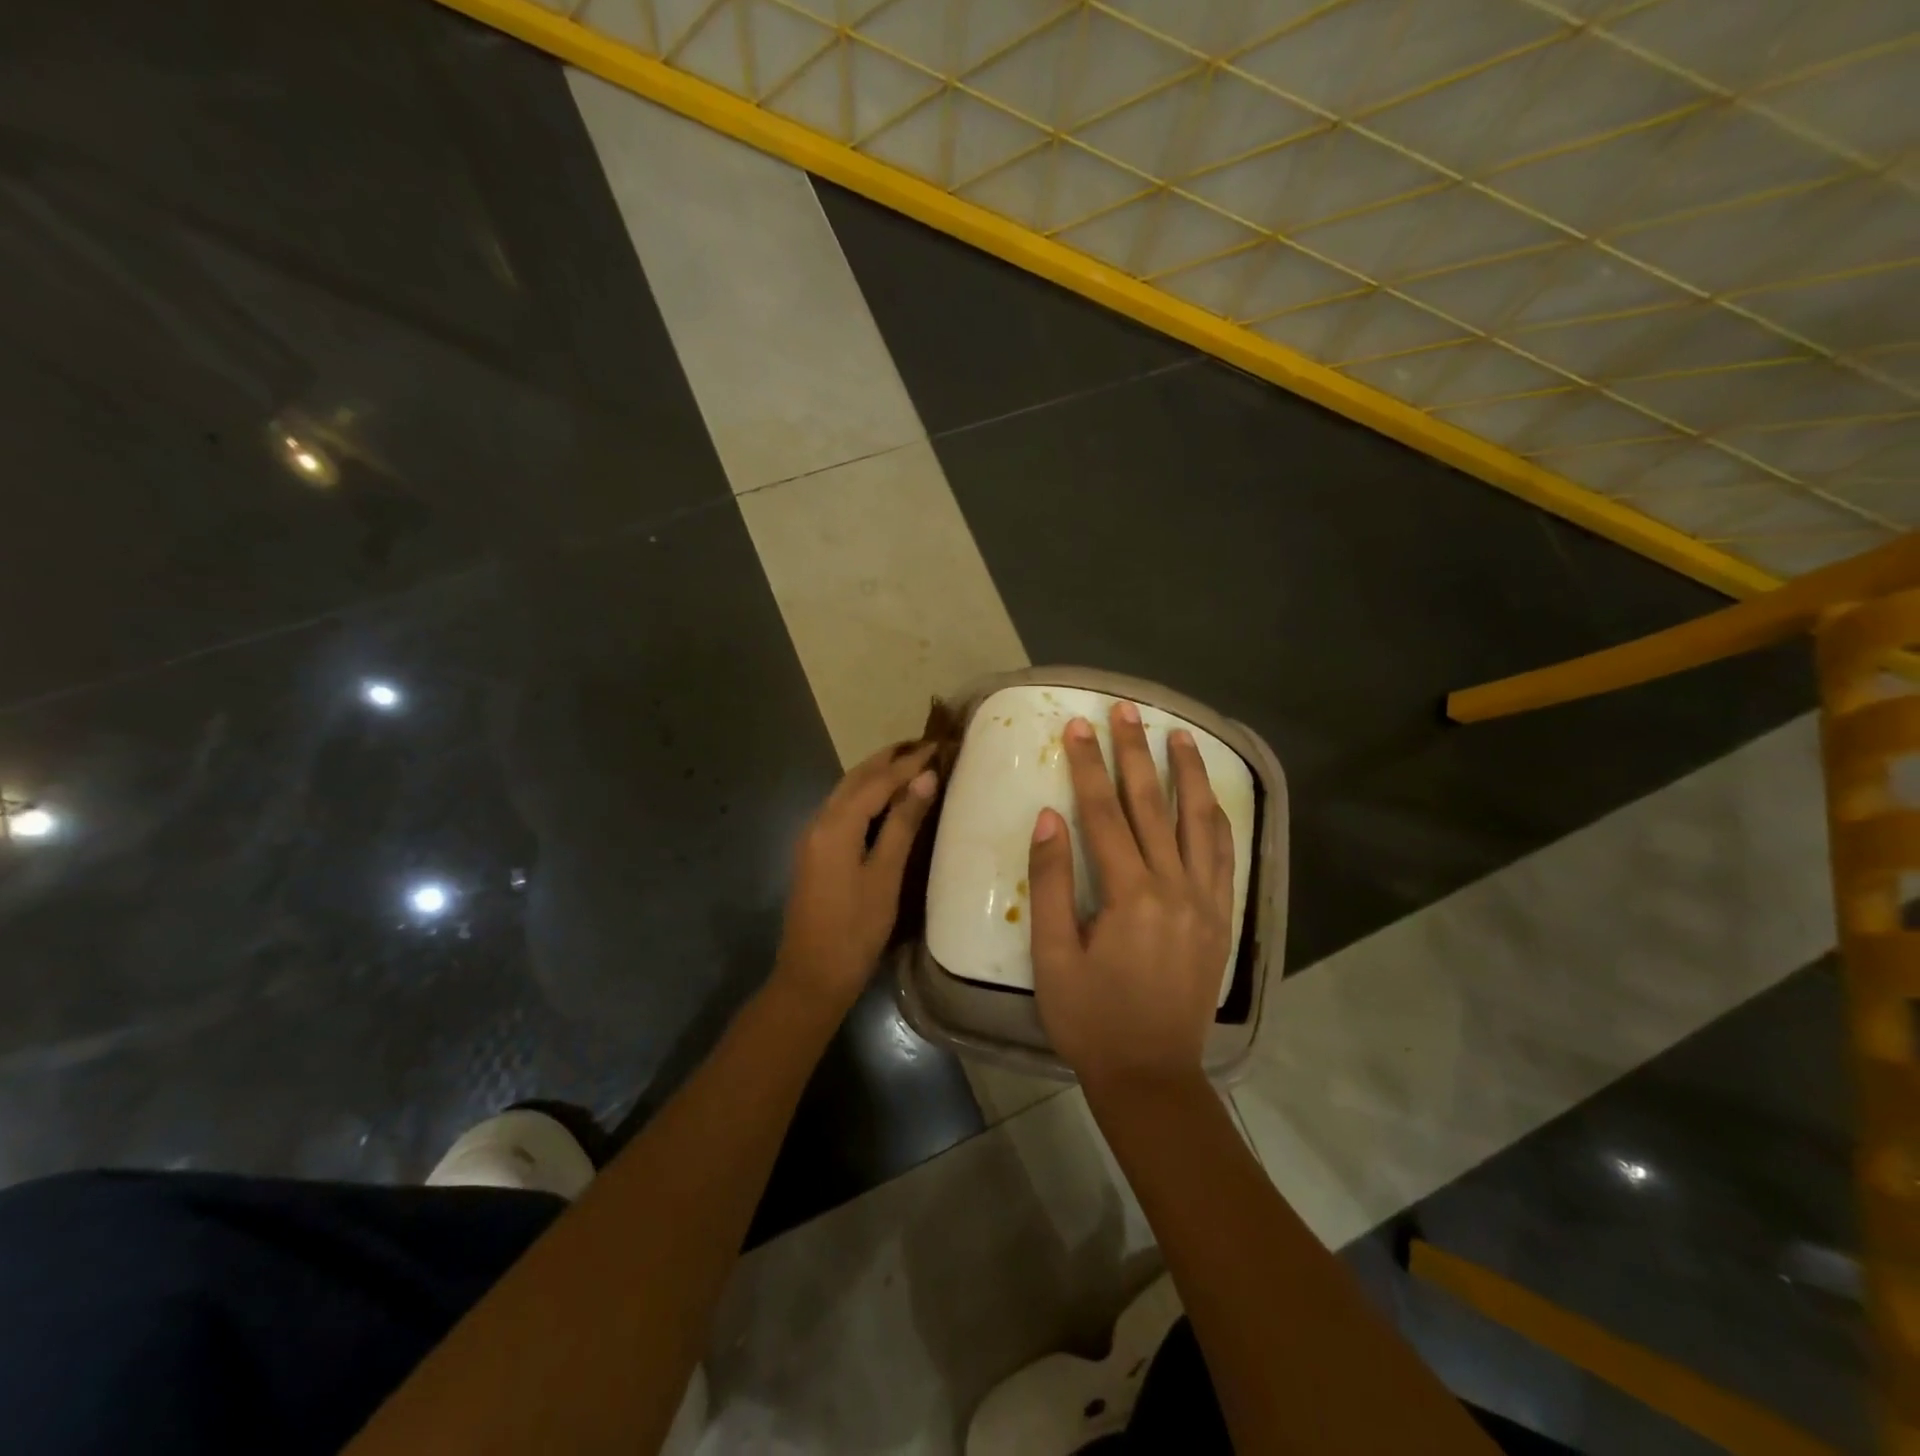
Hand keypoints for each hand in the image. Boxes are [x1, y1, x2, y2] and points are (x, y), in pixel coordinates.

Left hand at [775, 740, 940, 1010]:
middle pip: (855, 778)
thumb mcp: (885, 876)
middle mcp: (819, 822)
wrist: (812, 976)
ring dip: (875, 774)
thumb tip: (925, 778)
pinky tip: (883, 800)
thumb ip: (902, 824)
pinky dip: (864, 795)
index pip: (877, 781)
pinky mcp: (814, 853)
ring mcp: (812, 838)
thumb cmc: (855, 930)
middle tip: (922, 745)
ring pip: (845, 792)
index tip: (937, 745)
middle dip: (888, 759)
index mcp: (836, 825)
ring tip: (908, 764)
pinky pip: (841, 809)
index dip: (908, 762)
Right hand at [1028, 701, 1233, 1093]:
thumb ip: (1050, 882)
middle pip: (1153, 805)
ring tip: (1179, 734)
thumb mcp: (1052, 955)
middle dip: (1136, 753)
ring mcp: (1205, 901)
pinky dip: (1217, 819)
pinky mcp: (1220, 918)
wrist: (1152, 1074)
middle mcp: (1174, 887)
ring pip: (1199, 821)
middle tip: (1127, 710)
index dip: (1089, 766)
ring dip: (1188, 774)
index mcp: (1129, 895)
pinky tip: (1210, 798)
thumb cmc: (1090, 1018)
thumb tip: (1049, 818)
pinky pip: (1224, 856)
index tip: (1080, 726)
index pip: (1104, 813)